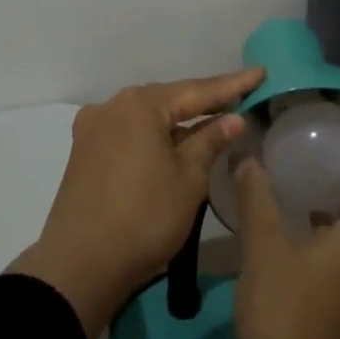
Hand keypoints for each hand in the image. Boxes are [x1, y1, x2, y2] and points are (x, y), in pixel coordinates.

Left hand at [11, 68, 263, 338]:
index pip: (197, 90)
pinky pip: (130, 133)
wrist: (79, 266)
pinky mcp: (84, 153)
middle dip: (203, 100)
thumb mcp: (188, 179)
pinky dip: (155, 135)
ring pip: (147, 117)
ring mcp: (93, 129)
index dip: (232, 85)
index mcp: (140, 105)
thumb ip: (210, 141)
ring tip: (211, 119)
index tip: (260, 72)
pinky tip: (172, 142)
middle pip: (168, 99)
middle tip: (239, 97)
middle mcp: (113, 107)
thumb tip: (232, 118)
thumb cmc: (144, 217)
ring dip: (178, 120)